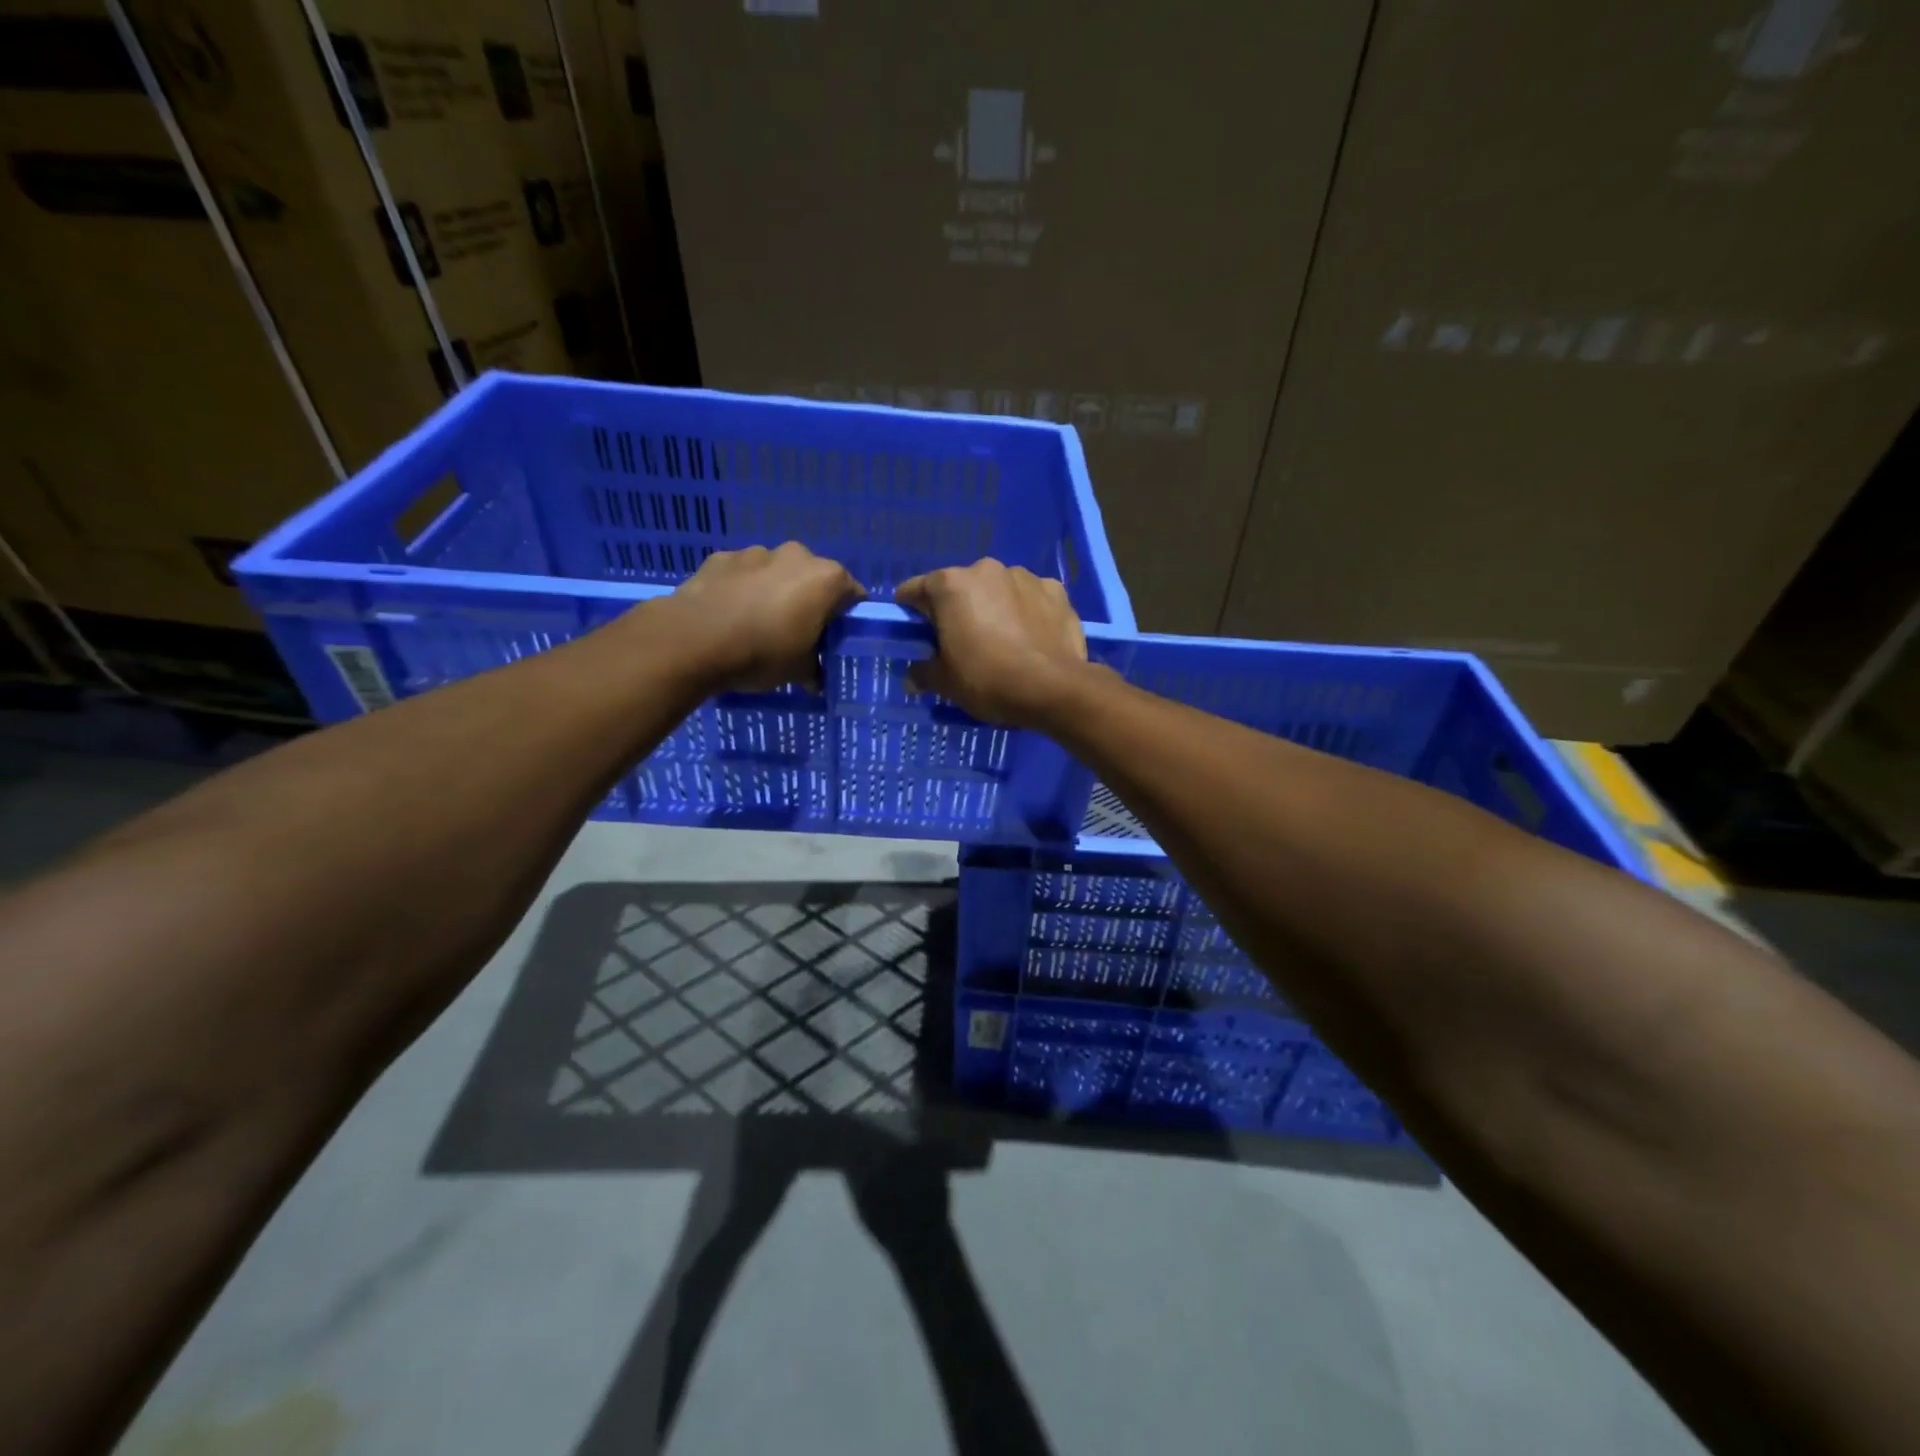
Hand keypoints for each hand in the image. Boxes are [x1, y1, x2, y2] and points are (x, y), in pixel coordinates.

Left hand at [653, 543, 864, 691]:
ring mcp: (756, 553)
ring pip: (776, 572)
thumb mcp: (798, 671)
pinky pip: (742, 574)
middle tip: (796, 632)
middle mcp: (796, 556)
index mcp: (826, 579)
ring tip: (757, 623)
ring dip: (773, 591)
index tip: (834, 637)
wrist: (694, 640)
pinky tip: (730, 614)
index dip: (846, 618)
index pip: (853, 594)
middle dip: (808, 600)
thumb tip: (816, 680)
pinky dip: (742, 589)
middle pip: (813, 578)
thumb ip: (814, 670)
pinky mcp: (721, 557)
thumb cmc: (762, 653)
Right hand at [895, 559, 1087, 726]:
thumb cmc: (988, 680)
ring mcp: (1024, 576)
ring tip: (1003, 642)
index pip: (914, 591)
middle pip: (959, 588)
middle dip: (957, 610)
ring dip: (994, 608)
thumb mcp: (946, 683)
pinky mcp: (1056, 590)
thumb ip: (923, 672)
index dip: (911, 613)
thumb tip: (914, 676)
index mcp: (950, 585)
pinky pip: (1030, 598)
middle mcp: (985, 569)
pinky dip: (1026, 612)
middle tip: (962, 644)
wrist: (1054, 688)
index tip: (916, 635)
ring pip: (997, 590)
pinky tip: (1031, 638)